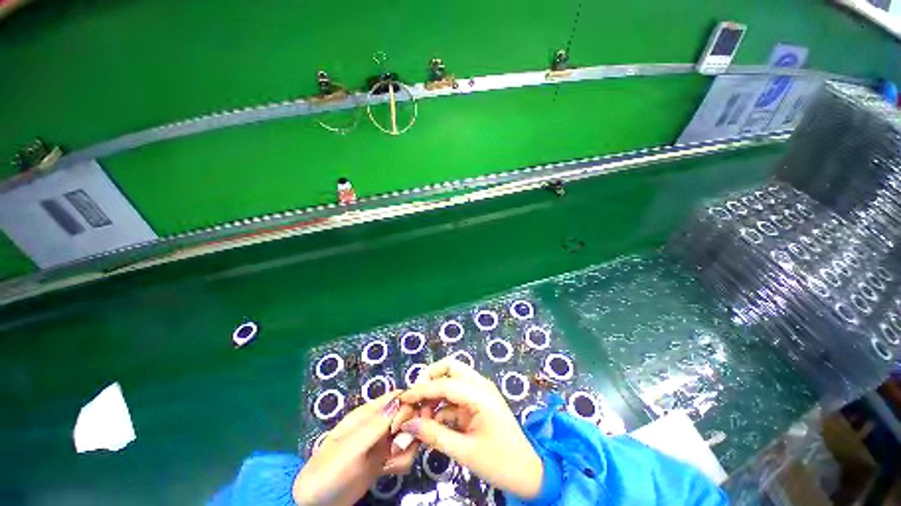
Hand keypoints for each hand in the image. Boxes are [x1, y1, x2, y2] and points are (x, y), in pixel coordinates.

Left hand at [293, 392, 417, 505]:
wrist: (318, 504)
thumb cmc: (330, 470)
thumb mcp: (352, 447)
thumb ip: (377, 424)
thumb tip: (400, 398)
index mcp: (369, 412)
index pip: (397, 397)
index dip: (406, 405)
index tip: (403, 425)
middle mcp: (379, 423)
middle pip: (408, 414)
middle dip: (409, 430)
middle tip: (398, 447)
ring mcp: (383, 441)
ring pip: (409, 435)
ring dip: (406, 448)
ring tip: (391, 462)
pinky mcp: (386, 459)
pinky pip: (405, 453)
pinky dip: (402, 461)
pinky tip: (389, 470)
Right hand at [394, 358, 543, 498]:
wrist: (528, 473)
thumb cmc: (500, 463)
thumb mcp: (464, 452)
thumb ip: (434, 435)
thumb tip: (408, 425)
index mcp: (480, 394)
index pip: (445, 383)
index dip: (422, 389)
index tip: (403, 397)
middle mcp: (480, 385)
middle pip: (451, 368)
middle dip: (431, 378)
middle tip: (415, 398)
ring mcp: (480, 392)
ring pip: (453, 378)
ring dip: (435, 391)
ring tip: (421, 413)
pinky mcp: (478, 402)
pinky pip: (456, 395)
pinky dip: (442, 403)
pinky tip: (432, 419)